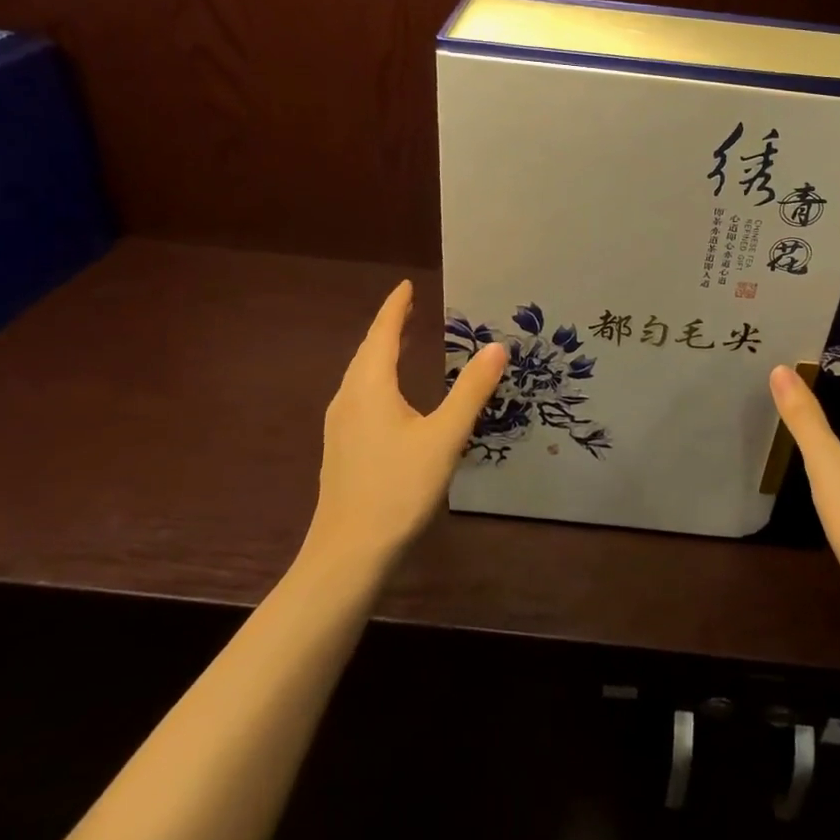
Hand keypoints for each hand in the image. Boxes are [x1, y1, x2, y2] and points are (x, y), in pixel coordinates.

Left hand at [305, 280, 506, 573]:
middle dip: (389, 326)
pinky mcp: (342, 446)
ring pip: (361, 374)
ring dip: (382, 351)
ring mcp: (341, 424)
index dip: (396, 307)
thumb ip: (471, 391)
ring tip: (404, 341)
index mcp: (370, 386)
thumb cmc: (398, 489)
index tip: (407, 285)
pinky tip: (392, 394)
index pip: (383, 333)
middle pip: (368, 350)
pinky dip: (378, 376)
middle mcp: (350, 397)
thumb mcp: (444, 437)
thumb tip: (497, 346)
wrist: (348, 554)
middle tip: (412, 308)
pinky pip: (360, 394)